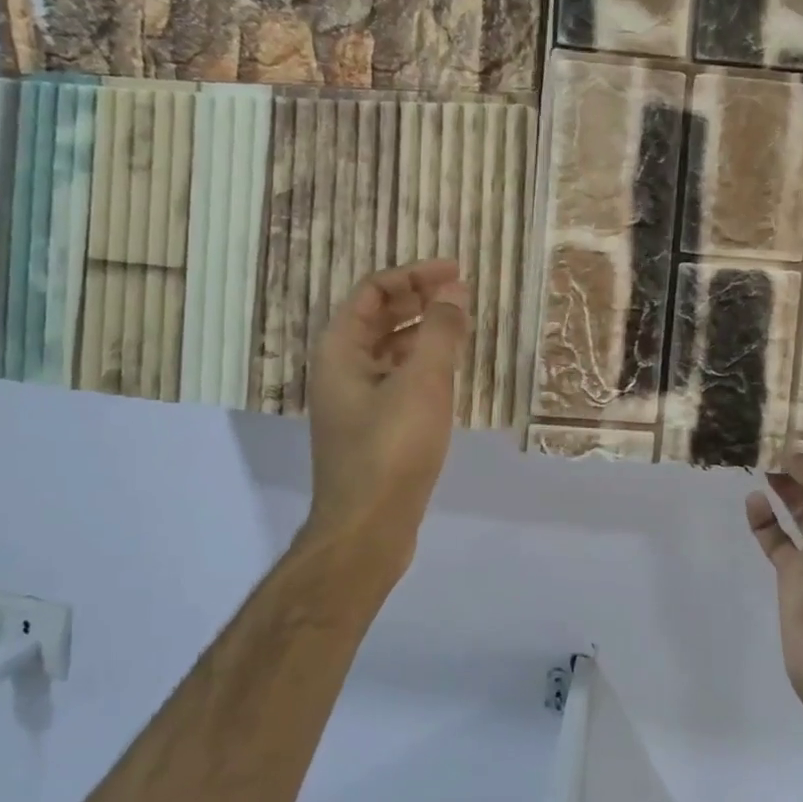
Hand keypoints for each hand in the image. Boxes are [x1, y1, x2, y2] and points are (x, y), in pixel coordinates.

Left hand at [305, 260, 470, 571]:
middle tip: (462, 294)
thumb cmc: (392, 448)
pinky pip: (396, 379)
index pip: (373, 291)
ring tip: (461, 327)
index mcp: (340, 349)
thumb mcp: (423, 382)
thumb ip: (441, 331)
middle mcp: (340, 368)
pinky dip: (421, 365)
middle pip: (378, 317)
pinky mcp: (372, 428)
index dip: (414, 275)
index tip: (456, 272)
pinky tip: (449, 371)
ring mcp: (354, 400)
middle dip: (419, 300)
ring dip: (422, 332)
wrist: (367, 528)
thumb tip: (454, 292)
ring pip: (389, 350)